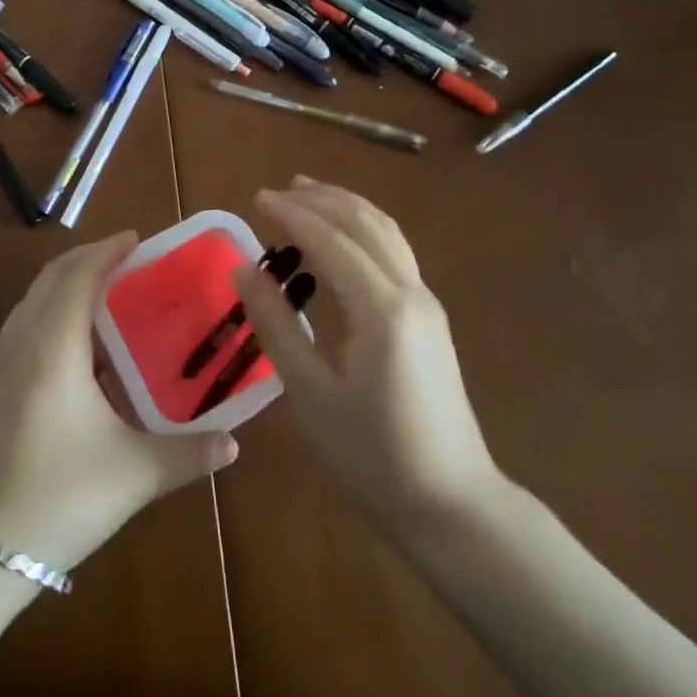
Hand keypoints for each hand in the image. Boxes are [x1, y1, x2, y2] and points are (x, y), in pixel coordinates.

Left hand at [0, 232, 238, 572]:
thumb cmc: (56, 499)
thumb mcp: (133, 476)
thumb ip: (188, 454)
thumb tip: (234, 443)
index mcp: (55, 346)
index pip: (80, 276)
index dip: (107, 250)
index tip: (136, 238)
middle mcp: (23, 342)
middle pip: (51, 277)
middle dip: (86, 257)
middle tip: (125, 258)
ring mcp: (0, 365)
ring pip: (32, 299)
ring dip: (64, 281)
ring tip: (102, 290)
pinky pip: (23, 324)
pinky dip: (49, 308)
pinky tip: (73, 344)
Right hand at [235, 177, 502, 536]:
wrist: (452, 505)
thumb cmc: (372, 455)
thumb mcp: (310, 393)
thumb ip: (276, 325)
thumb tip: (244, 269)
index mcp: (381, 309)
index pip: (330, 240)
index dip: (291, 214)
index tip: (256, 198)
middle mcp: (409, 291)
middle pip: (363, 223)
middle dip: (320, 199)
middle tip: (277, 192)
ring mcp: (425, 301)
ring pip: (385, 231)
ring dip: (345, 206)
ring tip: (307, 193)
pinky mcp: (428, 316)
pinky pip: (393, 251)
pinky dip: (362, 228)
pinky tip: (340, 238)